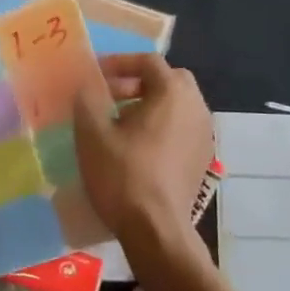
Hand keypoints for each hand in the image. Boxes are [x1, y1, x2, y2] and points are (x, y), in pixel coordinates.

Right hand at [72, 54, 214, 254]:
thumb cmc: (123, 175)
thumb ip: (87, 99)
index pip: (148, 62)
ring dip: (149, 105)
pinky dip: (160, 126)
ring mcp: (204, 135)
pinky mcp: (202, 159)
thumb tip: (86, 85)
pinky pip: (181, 128)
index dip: (119, 63)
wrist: (156, 228)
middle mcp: (196, 108)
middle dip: (138, 82)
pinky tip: (136, 147)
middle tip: (109, 96)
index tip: (94, 76)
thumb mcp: (92, 133)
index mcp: (172, 94)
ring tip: (118, 123)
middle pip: (168, 80)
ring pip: (177, 105)